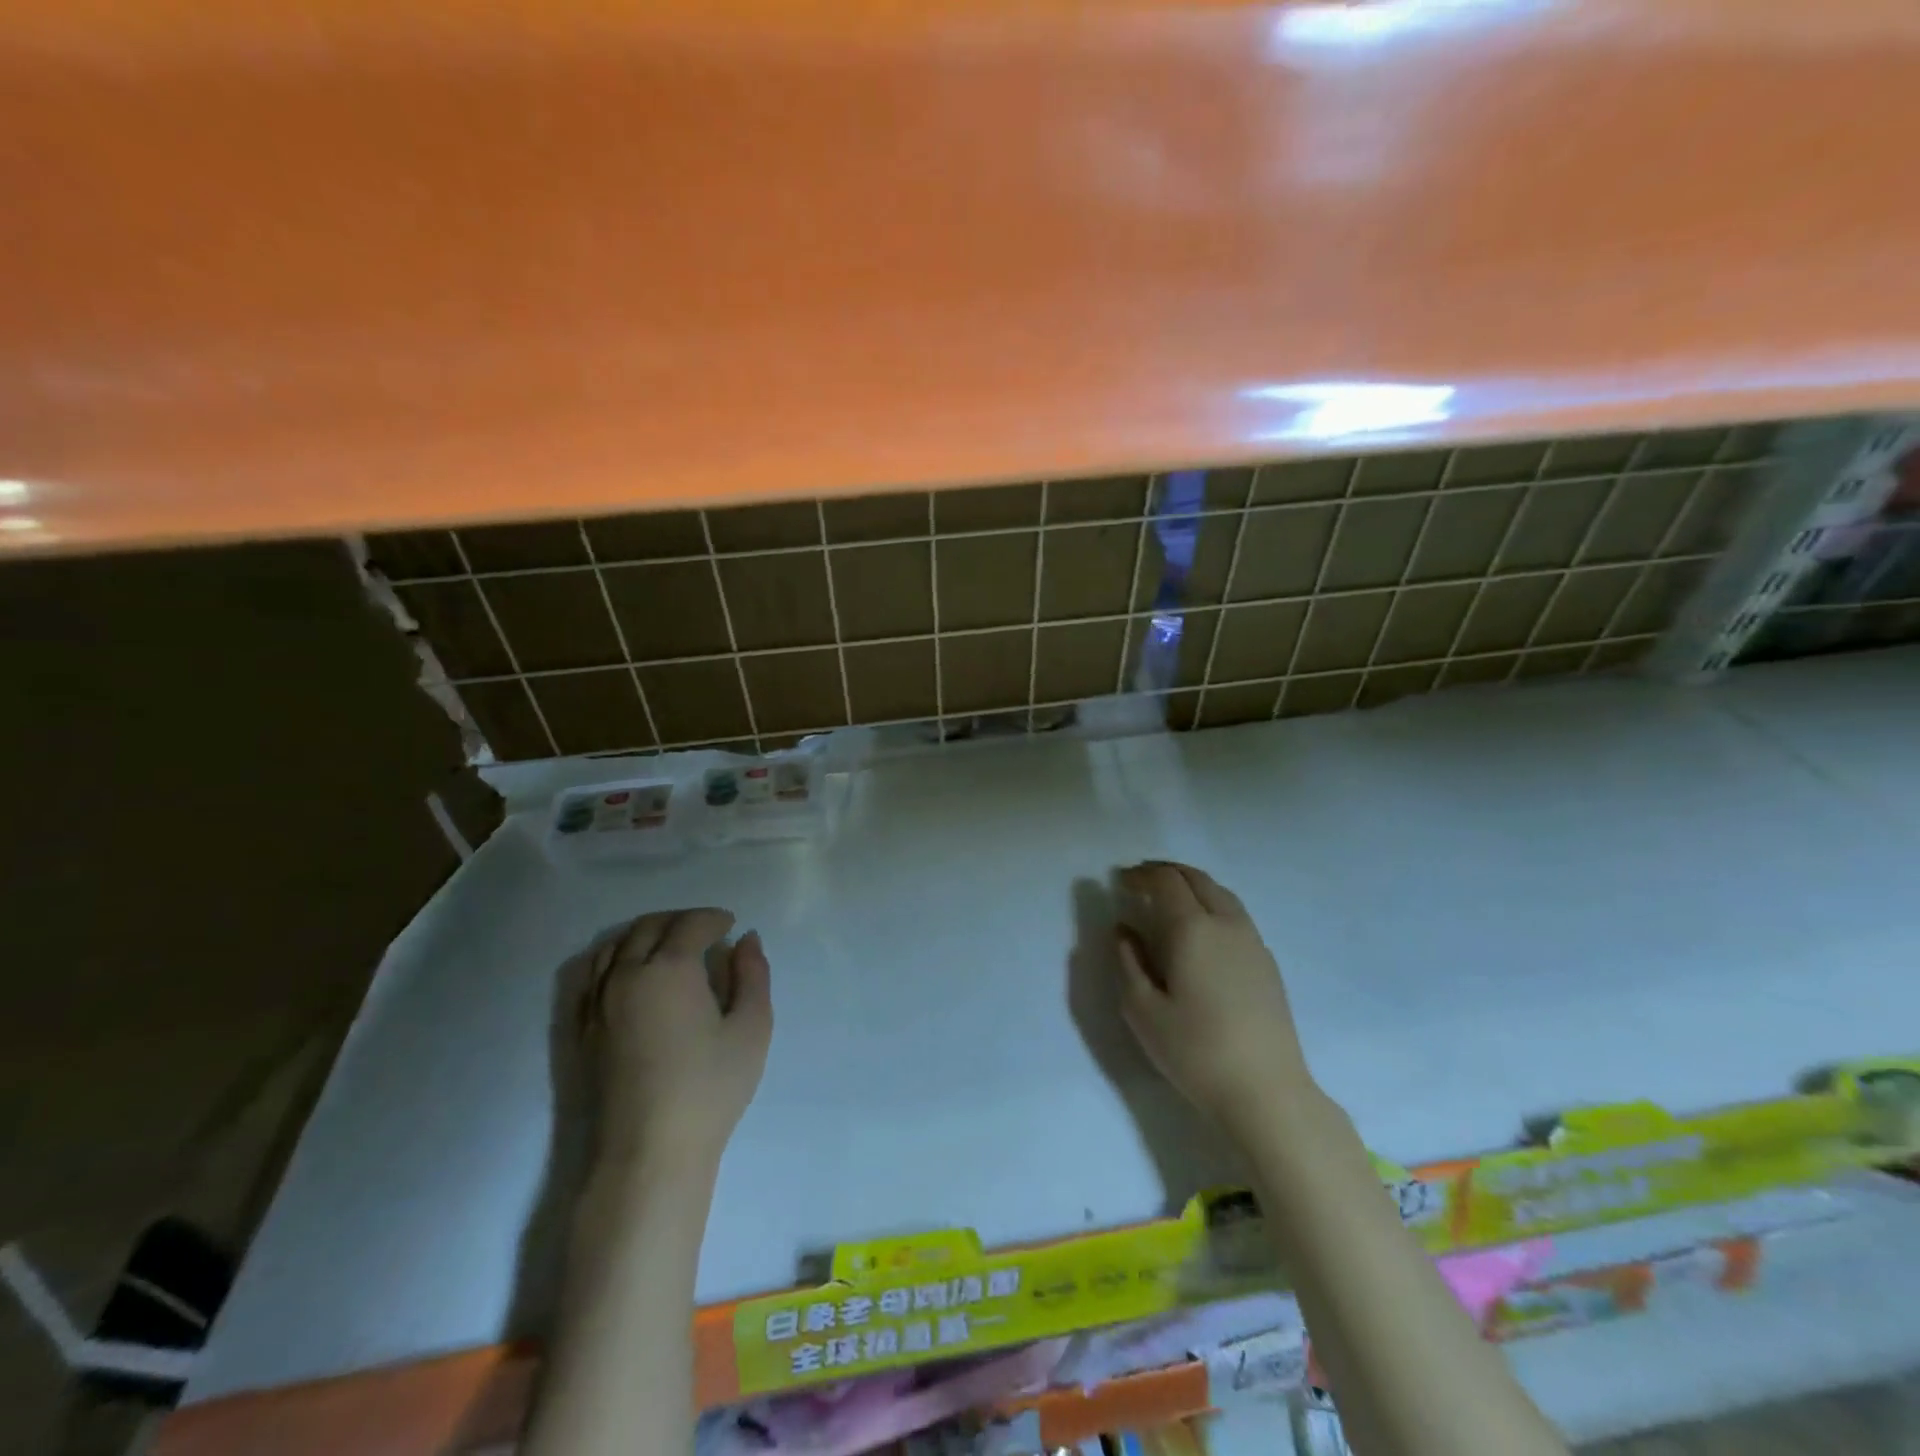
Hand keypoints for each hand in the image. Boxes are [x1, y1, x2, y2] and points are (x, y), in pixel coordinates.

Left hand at [582, 908, 771, 1167]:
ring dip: (645, 934)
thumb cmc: (710, 1088)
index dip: (713, 918)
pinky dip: (613, 957)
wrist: (648, 1152)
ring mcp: (597, 1002)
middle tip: (705, 931)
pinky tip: (629, 971)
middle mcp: (626, 974)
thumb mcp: (752, 1027)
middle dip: (680, 920)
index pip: (690, 924)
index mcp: (669, 968)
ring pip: (615, 945)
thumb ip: (752, 975)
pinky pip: (590, 974)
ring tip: (668, 945)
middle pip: (649, 926)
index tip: (731, 925)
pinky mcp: (582, 1029)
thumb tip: (746, 940)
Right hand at [1113, 861, 1314, 1133]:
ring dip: (1192, 885)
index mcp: (1192, 929)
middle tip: (1140, 880)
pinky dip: (1211, 903)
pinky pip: (1235, 914)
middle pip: (1196, 878)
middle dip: (1166, 872)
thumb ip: (1128, 962)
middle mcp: (1226, 923)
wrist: (1266, 1092)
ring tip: (1169, 897)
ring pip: (1221, 893)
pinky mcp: (1267, 962)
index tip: (1119, 881)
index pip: (1165, 882)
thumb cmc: (1195, 1051)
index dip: (1140, 875)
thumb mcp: (1142, 1011)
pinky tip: (1201, 929)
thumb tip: (1124, 930)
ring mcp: (1252, 941)